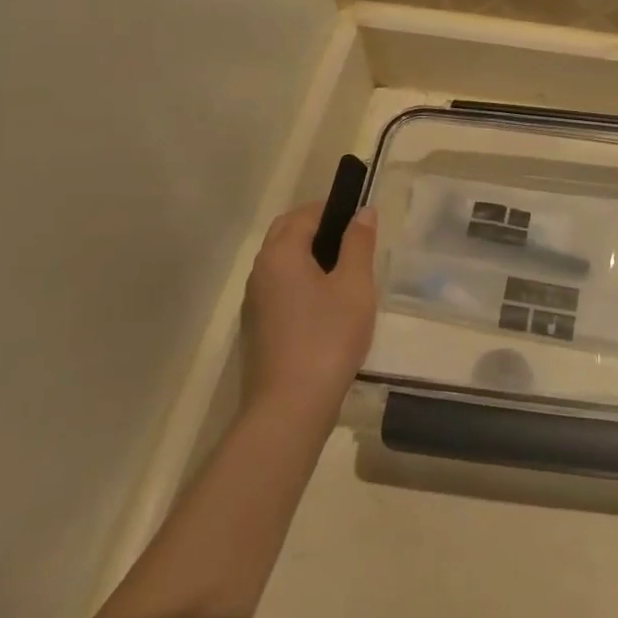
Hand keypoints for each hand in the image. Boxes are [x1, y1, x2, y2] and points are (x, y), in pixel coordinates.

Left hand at [240, 202, 377, 428]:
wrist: (289, 409)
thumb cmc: (328, 337)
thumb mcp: (355, 286)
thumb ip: (359, 244)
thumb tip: (363, 212)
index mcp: (281, 253)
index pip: (305, 214)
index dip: (334, 208)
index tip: (361, 218)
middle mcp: (260, 271)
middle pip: (286, 233)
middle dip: (318, 227)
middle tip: (354, 240)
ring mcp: (254, 301)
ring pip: (281, 261)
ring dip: (308, 254)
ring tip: (344, 271)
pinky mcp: (257, 328)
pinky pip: (279, 287)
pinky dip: (300, 280)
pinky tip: (326, 304)